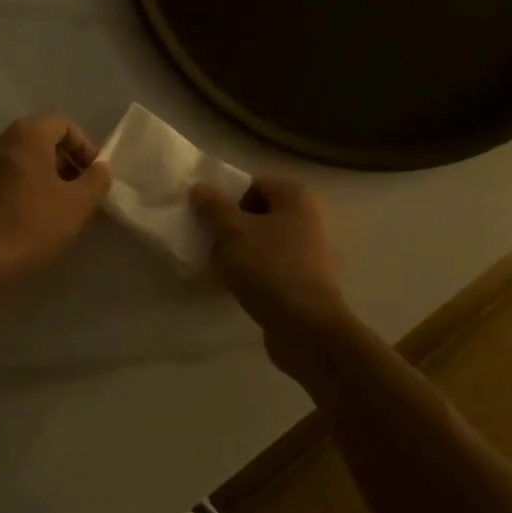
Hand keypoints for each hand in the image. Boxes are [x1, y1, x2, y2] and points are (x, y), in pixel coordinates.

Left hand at [0, 114, 111, 287]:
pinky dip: (16, 189)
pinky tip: (23, 218)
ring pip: (17, 160)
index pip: (63, 124)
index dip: (84, 146)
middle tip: (76, 192)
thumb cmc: (33, 225)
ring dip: (39, 176)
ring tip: (51, 208)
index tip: (92, 175)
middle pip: (38, 140)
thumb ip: (96, 180)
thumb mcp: (78, 204)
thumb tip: (100, 168)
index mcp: (26, 135)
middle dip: (62, 162)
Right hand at [190, 176, 354, 379]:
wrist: (307, 328)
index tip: (210, 222)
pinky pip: (272, 268)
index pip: (254, 184)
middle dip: (232, 228)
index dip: (229, 199)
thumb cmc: (269, 268)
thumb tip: (199, 187)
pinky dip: (254, 274)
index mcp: (296, 197)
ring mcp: (311, 252)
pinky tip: (236, 288)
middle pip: (259, 214)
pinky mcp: (307, 282)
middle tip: (211, 245)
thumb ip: (213, 207)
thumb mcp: (232, 232)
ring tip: (220, 269)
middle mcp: (309, 219)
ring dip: (240, 253)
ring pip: (264, 243)